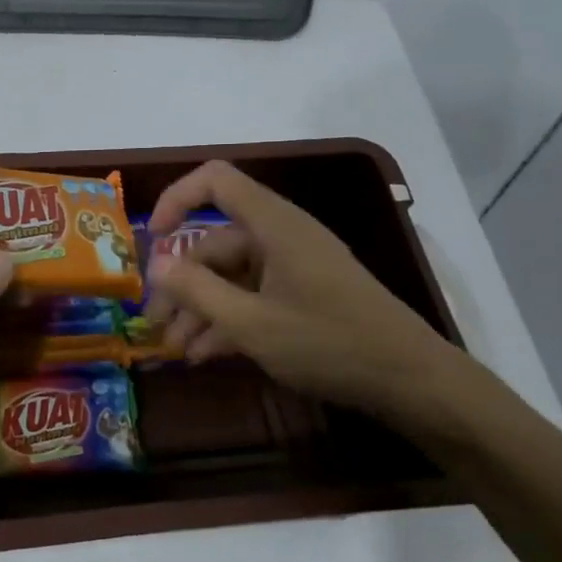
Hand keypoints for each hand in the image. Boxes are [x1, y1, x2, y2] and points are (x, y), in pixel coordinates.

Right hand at [144, 160, 463, 417]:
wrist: (410, 380)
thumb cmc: (329, 343)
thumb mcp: (252, 323)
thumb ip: (198, 291)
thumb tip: (155, 265)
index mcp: (274, 225)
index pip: (216, 181)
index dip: (176, 199)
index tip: (152, 240)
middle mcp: (281, 237)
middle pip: (215, 242)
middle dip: (181, 281)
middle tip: (155, 322)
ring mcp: (293, 267)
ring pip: (231, 275)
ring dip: (200, 308)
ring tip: (175, 348)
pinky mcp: (303, 295)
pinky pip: (252, 296)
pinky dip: (227, 319)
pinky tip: (204, 354)